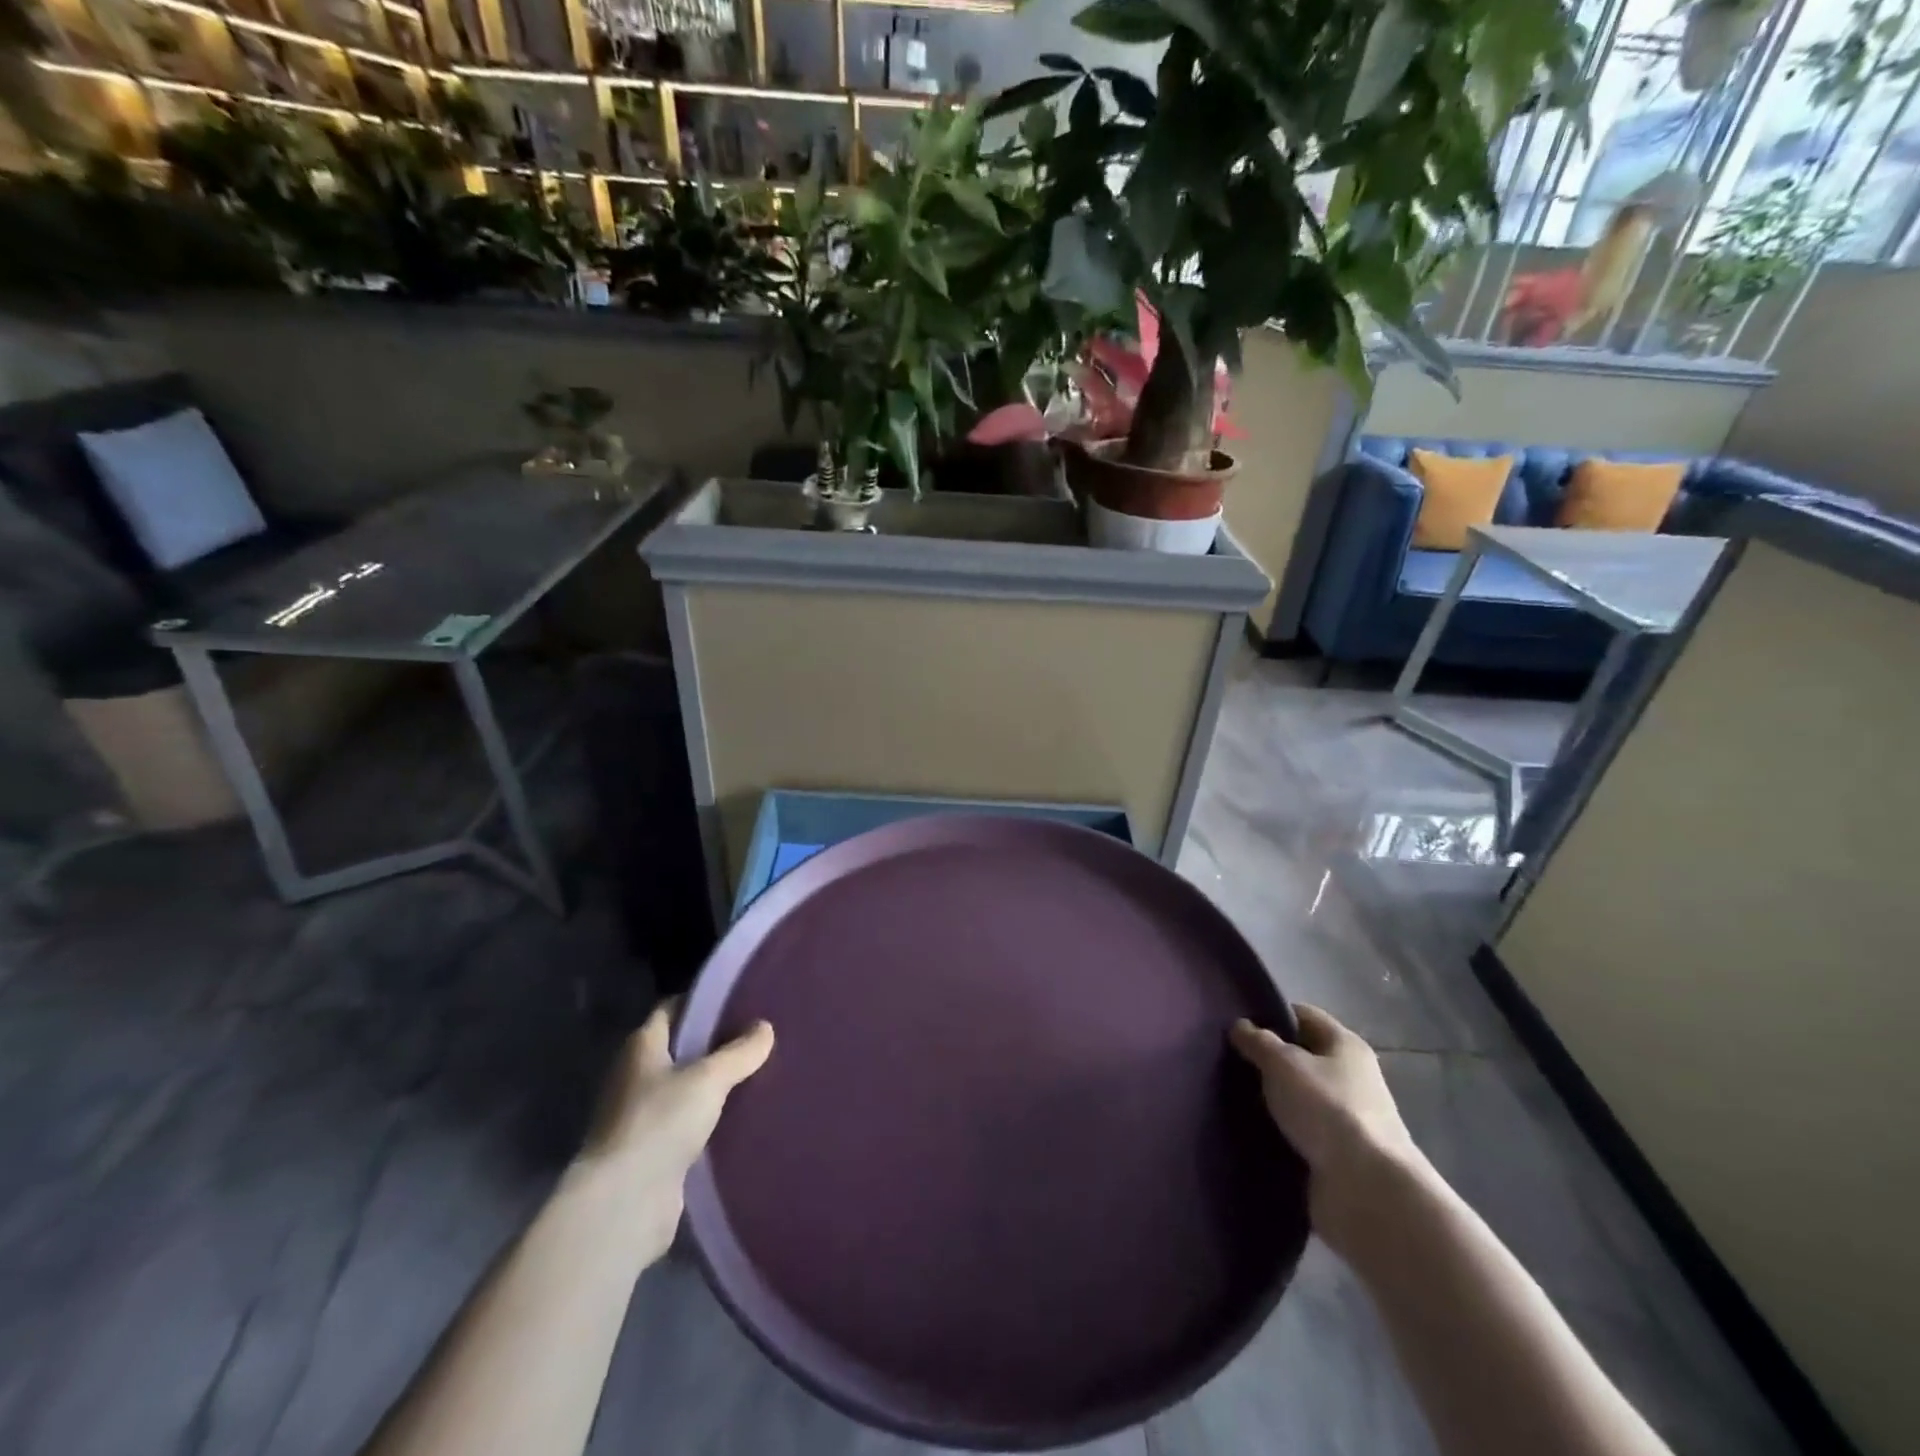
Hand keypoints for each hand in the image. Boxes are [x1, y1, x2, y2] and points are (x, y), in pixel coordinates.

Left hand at [573, 1005, 773, 1267]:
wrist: (625, 1204)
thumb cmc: (660, 1122)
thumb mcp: (709, 1078)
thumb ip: (740, 1052)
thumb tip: (765, 1027)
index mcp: (641, 1047)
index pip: (671, 1010)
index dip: (701, 1001)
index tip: (737, 999)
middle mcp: (636, 1077)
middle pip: (680, 1049)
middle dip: (715, 1044)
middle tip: (757, 1036)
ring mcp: (641, 1117)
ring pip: (686, 1088)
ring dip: (714, 1084)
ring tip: (758, 1073)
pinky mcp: (653, 1153)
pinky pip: (688, 1124)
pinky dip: (710, 1119)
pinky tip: (742, 1116)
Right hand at [1231, 1004, 1421, 1257]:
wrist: (1367, 1191)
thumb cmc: (1327, 1109)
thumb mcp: (1283, 1063)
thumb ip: (1258, 1042)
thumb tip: (1240, 1026)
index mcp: (1346, 1046)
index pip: (1304, 1016)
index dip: (1271, 1014)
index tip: (1236, 1023)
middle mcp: (1352, 1078)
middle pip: (1302, 1057)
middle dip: (1267, 1060)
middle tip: (1227, 1060)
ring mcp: (1347, 1120)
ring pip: (1299, 1097)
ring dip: (1272, 1099)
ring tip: (1230, 1096)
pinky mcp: (1338, 1156)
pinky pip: (1300, 1132)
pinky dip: (1279, 1131)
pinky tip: (1249, 1131)